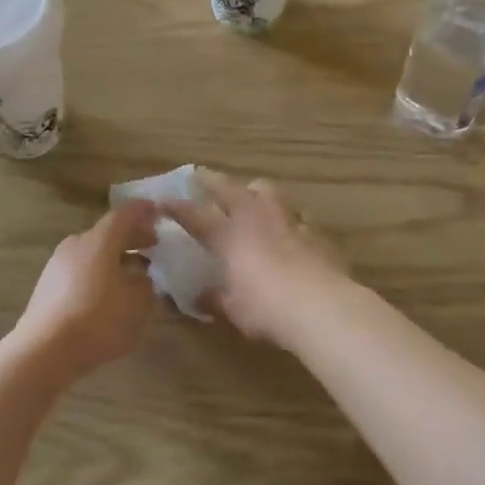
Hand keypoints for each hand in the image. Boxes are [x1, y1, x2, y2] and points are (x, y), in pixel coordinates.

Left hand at [15, 201, 161, 378]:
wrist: (44, 350)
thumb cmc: (98, 320)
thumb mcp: (137, 305)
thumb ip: (145, 286)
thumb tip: (141, 278)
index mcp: (100, 240)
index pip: (124, 215)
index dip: (143, 211)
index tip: (158, 211)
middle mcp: (76, 244)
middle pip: (107, 233)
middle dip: (132, 237)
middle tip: (152, 244)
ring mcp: (57, 264)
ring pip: (93, 252)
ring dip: (114, 257)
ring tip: (133, 272)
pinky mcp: (47, 286)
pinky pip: (80, 270)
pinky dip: (98, 273)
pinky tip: (107, 293)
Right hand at [163, 170, 348, 347]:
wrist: (320, 307)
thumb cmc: (266, 309)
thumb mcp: (233, 309)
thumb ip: (215, 298)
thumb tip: (201, 296)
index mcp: (229, 237)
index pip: (195, 216)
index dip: (177, 208)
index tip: (163, 200)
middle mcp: (255, 220)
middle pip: (230, 189)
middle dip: (212, 180)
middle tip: (201, 175)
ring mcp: (288, 222)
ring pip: (268, 192)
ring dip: (256, 191)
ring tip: (251, 195)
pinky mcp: (316, 233)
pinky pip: (299, 217)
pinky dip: (290, 220)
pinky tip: (292, 229)